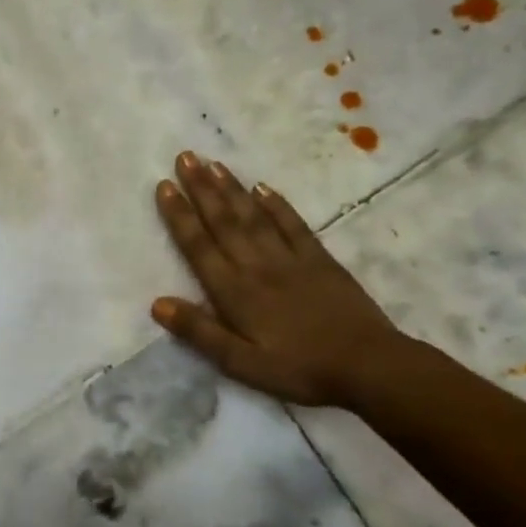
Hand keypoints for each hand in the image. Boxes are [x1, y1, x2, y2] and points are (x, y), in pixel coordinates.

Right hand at [151, 152, 405, 407]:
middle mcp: (257, 266)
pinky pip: (293, 225)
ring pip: (253, 216)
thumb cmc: (298, 369)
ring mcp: (290, 259)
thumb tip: (157, 303)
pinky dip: (276, 204)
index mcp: (234, 292)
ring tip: (212, 163)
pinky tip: (262, 187)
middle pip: (223, 221)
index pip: (199, 246)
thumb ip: (200, 332)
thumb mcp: (241, 363)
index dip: (179, 215)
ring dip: (231, 189)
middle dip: (201, 188)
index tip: (164, 185)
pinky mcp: (319, 260)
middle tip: (184, 156)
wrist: (368, 366)